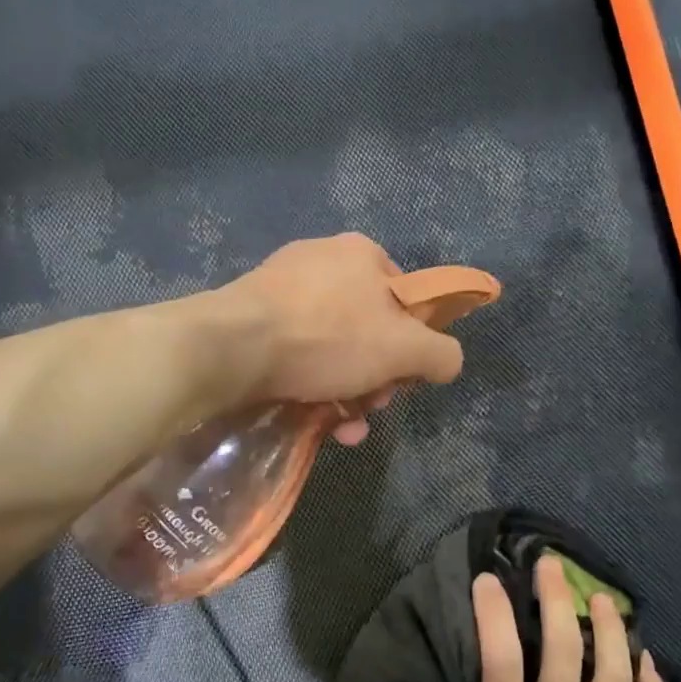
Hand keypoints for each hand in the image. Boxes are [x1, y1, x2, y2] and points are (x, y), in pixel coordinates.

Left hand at [220, 234, 464, 442]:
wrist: (231, 347)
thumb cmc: (328, 337)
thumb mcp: (404, 348)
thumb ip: (441, 354)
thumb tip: (449, 362)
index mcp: (362, 254)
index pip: (406, 300)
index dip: (412, 344)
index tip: (402, 379)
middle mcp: (323, 261)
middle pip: (369, 329)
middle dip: (377, 378)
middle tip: (370, 407)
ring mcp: (283, 289)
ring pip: (333, 348)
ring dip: (348, 393)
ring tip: (343, 427)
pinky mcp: (253, 317)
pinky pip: (298, 353)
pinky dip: (313, 386)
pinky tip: (316, 420)